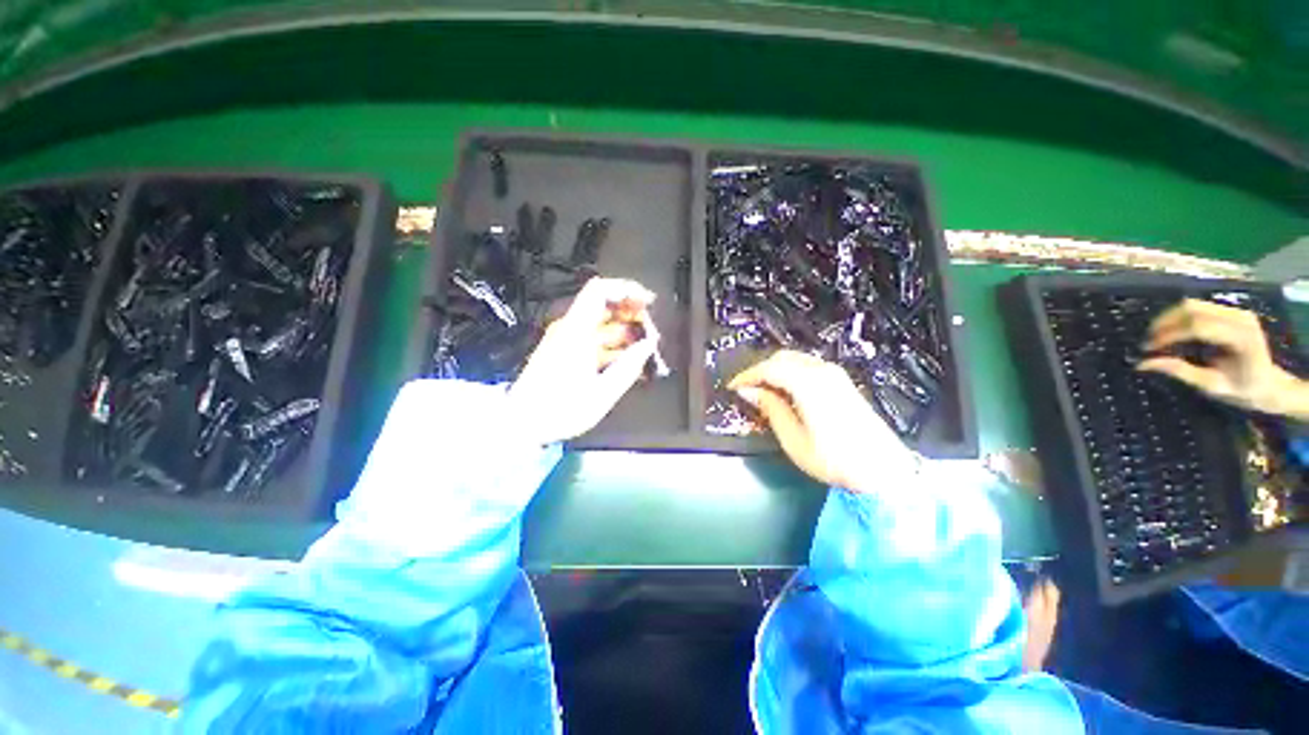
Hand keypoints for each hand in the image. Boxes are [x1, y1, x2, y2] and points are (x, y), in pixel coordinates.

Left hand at [508, 278, 660, 444]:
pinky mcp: (565, 352)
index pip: (599, 290)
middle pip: (604, 306)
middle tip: (652, 332)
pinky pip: (594, 340)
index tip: (649, 302)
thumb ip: (628, 367)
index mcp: (576, 331)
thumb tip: (649, 345)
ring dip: (625, 332)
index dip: (626, 289)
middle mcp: (570, 328)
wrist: (521, 424)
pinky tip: (629, 363)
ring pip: (601, 325)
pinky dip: (613, 346)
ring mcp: (566, 340)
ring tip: (646, 351)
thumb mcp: (602, 394)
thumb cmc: (561, 410)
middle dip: (632, 314)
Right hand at [728, 350, 913, 491]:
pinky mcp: (842, 382)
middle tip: (746, 389)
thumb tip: (750, 392)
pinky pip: (807, 366)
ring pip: (795, 360)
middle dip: (760, 370)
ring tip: (762, 391)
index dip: (747, 376)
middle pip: (782, 358)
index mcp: (808, 383)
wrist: (884, 470)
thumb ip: (770, 409)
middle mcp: (822, 371)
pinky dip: (790, 373)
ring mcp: (835, 374)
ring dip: (774, 370)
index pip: (769, 369)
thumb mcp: (793, 439)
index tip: (733, 387)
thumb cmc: (834, 459)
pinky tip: (785, 391)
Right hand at [1138, 299, 1308, 419]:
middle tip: (1148, 341)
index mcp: (1240, 338)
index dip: (1169, 335)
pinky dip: (1179, 317)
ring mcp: (1236, 312)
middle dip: (1165, 323)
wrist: (1269, 384)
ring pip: (1192, 304)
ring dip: (1169, 318)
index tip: (1148, 349)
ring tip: (1157, 336)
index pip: (1198, 326)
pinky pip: (1197, 307)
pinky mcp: (1230, 311)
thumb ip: (1180, 371)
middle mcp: (1240, 318)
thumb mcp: (1211, 385)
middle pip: (1192, 310)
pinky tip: (1172, 331)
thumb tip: (1143, 364)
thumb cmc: (1242, 389)